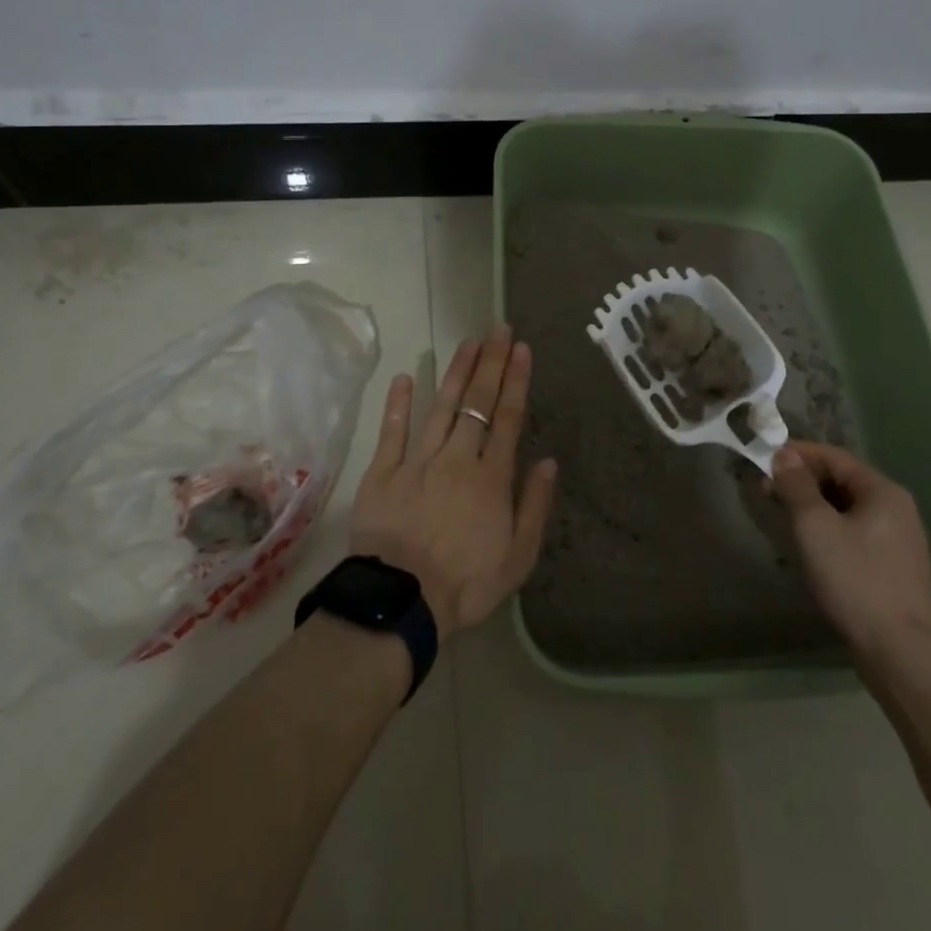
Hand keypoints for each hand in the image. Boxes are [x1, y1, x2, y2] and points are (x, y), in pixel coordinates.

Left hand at [348, 326, 556, 639]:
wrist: (402, 602)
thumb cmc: (467, 583)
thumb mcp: (518, 556)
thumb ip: (535, 505)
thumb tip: (547, 461)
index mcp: (491, 478)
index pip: (507, 418)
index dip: (515, 381)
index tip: (521, 349)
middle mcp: (457, 459)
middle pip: (477, 403)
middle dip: (490, 363)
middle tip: (498, 328)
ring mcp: (418, 461)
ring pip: (442, 407)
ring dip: (456, 372)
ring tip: (469, 342)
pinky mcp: (383, 473)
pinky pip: (392, 432)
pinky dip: (399, 403)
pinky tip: (407, 376)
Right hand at [769, 442, 930, 682]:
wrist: (899, 650)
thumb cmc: (854, 578)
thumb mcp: (815, 526)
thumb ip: (797, 486)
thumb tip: (784, 455)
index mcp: (883, 491)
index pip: (835, 457)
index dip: (798, 453)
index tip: (764, 457)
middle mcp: (897, 508)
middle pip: (843, 480)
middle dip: (804, 480)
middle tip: (768, 488)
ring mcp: (899, 540)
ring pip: (848, 508)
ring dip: (814, 505)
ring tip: (783, 514)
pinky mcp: (894, 567)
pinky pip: (855, 532)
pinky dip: (829, 528)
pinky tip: (811, 545)